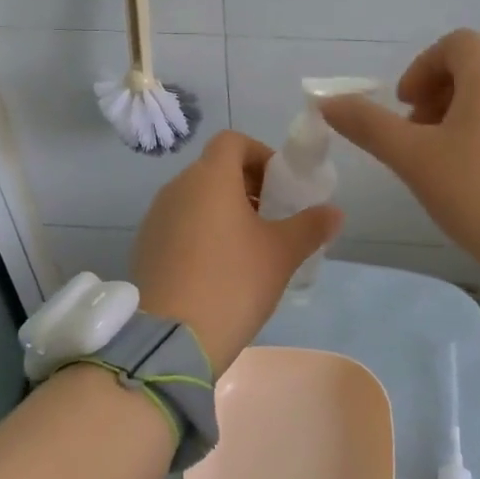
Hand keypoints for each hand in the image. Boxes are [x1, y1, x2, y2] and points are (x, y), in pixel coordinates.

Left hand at [130, 131, 343, 372]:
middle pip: (214, 169)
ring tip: (247, 247)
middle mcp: (176, 188)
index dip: (260, 154)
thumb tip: (334, 212)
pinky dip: (200, 232)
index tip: (280, 185)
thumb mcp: (281, 254)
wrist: (172, 337)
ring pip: (195, 198)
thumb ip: (311, 226)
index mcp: (209, 178)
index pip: (232, 141)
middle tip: (271, 218)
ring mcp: (155, 218)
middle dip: (246, 185)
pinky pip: (178, 224)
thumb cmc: (233, 282)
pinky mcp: (145, 246)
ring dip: (222, 210)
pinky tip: (216, 269)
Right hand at [319, 30, 479, 333]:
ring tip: (434, 169)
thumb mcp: (413, 159)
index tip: (405, 104)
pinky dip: (477, 145)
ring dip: (452, 124)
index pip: (458, 43)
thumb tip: (327, 102)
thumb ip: (368, 126)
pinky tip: (468, 189)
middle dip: (432, 99)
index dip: (423, 65)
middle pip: (471, 74)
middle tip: (412, 140)